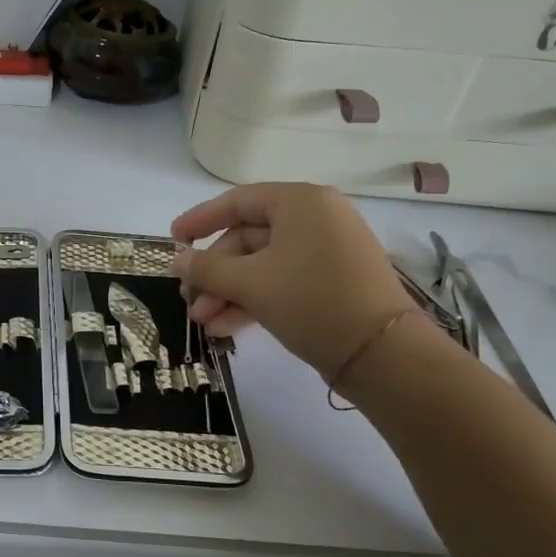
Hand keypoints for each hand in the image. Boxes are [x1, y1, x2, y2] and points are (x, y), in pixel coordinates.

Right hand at [170, 184, 412, 378]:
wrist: (383, 355)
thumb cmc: (312, 301)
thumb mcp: (250, 283)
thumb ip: (207, 268)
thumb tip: (177, 260)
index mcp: (300, 202)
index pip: (237, 201)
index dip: (199, 220)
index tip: (172, 241)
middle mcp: (315, 219)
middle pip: (247, 238)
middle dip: (214, 273)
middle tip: (189, 300)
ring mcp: (326, 252)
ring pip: (262, 265)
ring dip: (228, 292)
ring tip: (203, 322)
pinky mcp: (331, 283)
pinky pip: (281, 281)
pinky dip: (253, 300)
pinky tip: (225, 327)